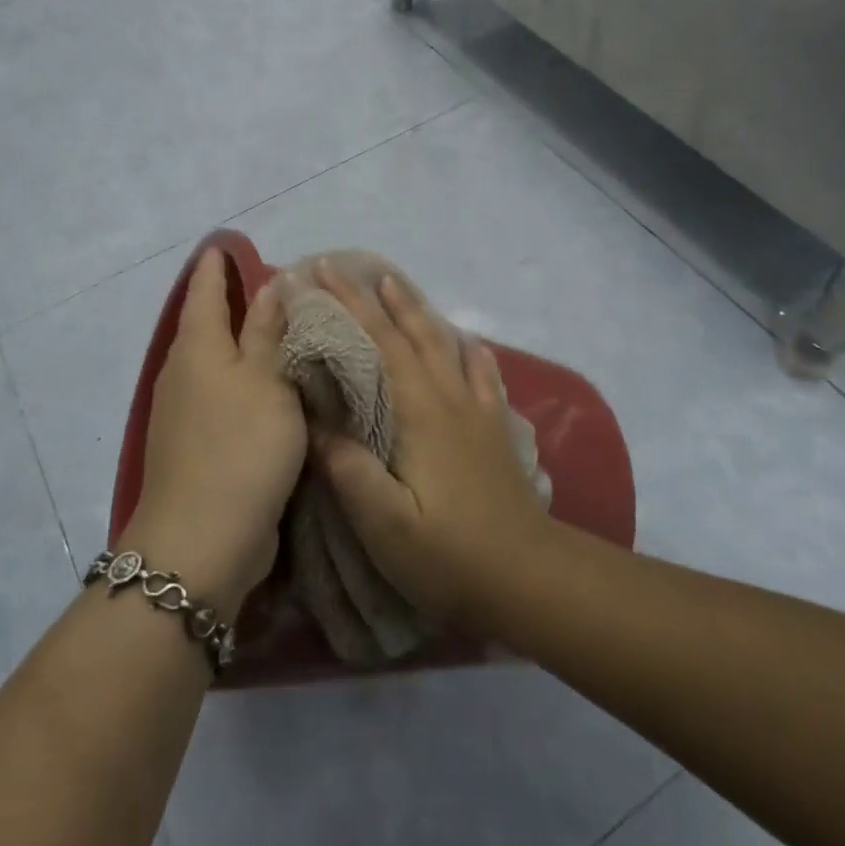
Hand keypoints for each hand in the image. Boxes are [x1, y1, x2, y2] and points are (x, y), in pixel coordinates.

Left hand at [123, 248, 305, 617]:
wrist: (202, 541)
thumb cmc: (241, 447)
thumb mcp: (268, 381)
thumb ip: (269, 332)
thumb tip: (270, 283)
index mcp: (198, 346)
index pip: (205, 288)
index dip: (218, 265)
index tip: (231, 243)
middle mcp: (183, 372)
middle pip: (208, 323)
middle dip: (234, 302)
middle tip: (277, 285)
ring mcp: (185, 412)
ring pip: (217, 362)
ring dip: (243, 344)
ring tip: (282, 331)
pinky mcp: (196, 444)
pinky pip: (223, 396)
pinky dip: (245, 381)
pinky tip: (272, 387)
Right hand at [312, 263, 553, 626]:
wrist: (528, 577)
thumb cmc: (448, 554)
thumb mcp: (384, 524)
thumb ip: (348, 469)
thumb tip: (317, 422)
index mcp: (419, 411)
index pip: (379, 342)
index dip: (350, 303)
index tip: (322, 272)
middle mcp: (449, 397)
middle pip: (411, 332)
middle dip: (377, 296)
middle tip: (347, 268)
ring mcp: (478, 411)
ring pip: (445, 343)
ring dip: (417, 311)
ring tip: (397, 286)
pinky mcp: (495, 429)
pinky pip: (483, 374)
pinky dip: (470, 350)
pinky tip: (469, 343)